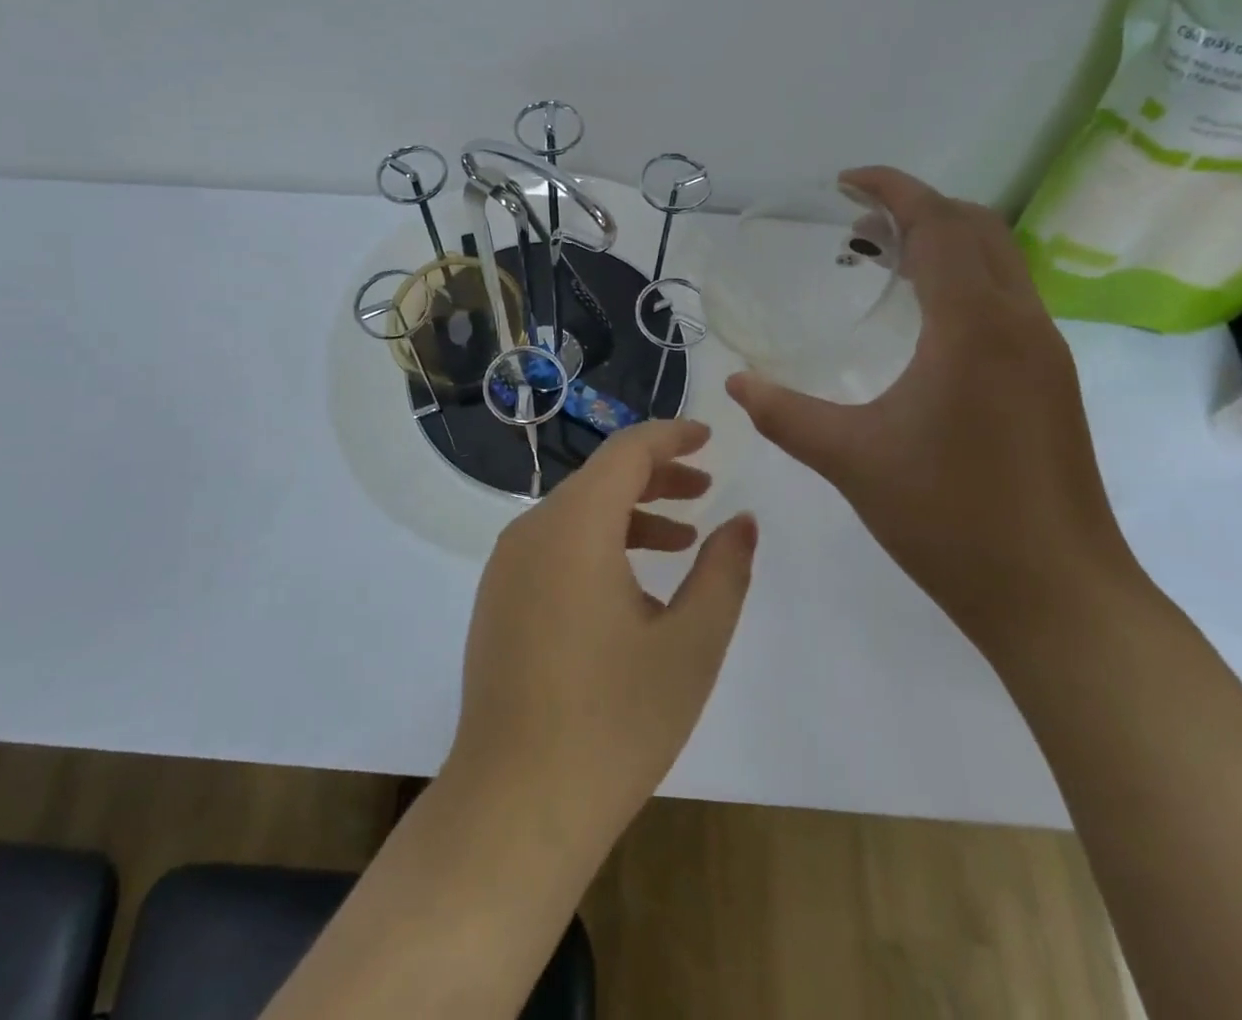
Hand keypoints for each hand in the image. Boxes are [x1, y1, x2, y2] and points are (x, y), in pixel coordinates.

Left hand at [446, 420, 756, 845]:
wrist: (515, 804)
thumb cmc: (614, 720)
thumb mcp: (690, 644)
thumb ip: (723, 572)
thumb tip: (742, 521)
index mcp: (573, 526)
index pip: (625, 452)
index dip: (670, 437)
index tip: (709, 438)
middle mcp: (531, 530)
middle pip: (599, 480)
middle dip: (655, 477)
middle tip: (705, 490)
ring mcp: (506, 566)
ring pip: (575, 514)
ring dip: (629, 515)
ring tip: (681, 540)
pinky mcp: (498, 599)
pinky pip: (553, 547)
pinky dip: (597, 545)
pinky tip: (633, 587)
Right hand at [725, 166, 1141, 649]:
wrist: (1056, 595)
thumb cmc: (949, 518)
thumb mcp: (850, 459)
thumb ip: (784, 413)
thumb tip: (735, 382)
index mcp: (973, 327)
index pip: (939, 224)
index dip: (892, 190)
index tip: (845, 181)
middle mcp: (1018, 324)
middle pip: (978, 229)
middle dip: (918, 209)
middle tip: (856, 224)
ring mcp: (1043, 354)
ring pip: (999, 263)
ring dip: (943, 244)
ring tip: (881, 262)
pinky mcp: (1050, 383)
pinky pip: (1006, 300)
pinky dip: (962, 280)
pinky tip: (922, 323)